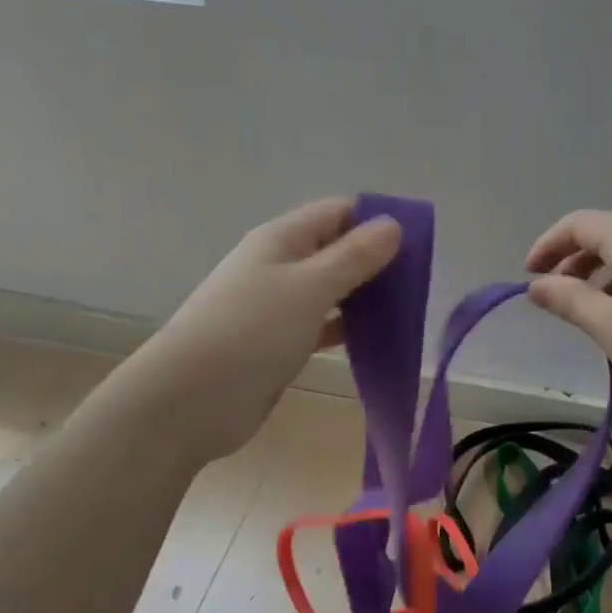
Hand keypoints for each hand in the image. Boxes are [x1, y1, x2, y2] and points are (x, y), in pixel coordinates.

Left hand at [131, 198, 401, 461]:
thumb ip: (354, 257)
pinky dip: (346, 329)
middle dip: (374, 261)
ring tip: (406, 311)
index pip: (336, 213)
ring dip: (363, 298)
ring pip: (330, 291)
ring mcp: (277, 307)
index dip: (375, 220)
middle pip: (334, 251)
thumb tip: (392, 224)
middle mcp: (278, 266)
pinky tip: (376, 340)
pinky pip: (321, 326)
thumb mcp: (310, 287)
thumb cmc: (253, 331)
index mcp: (281, 239)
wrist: (193, 399)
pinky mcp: (279, 344)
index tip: (416, 243)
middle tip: (419, 282)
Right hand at [525, 210, 611, 413]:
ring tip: (588, 312)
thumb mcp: (607, 325)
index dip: (548, 244)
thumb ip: (567, 300)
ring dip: (601, 274)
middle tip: (555, 297)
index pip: (580, 224)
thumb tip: (536, 286)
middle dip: (574, 261)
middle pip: (608, 235)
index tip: (529, 276)